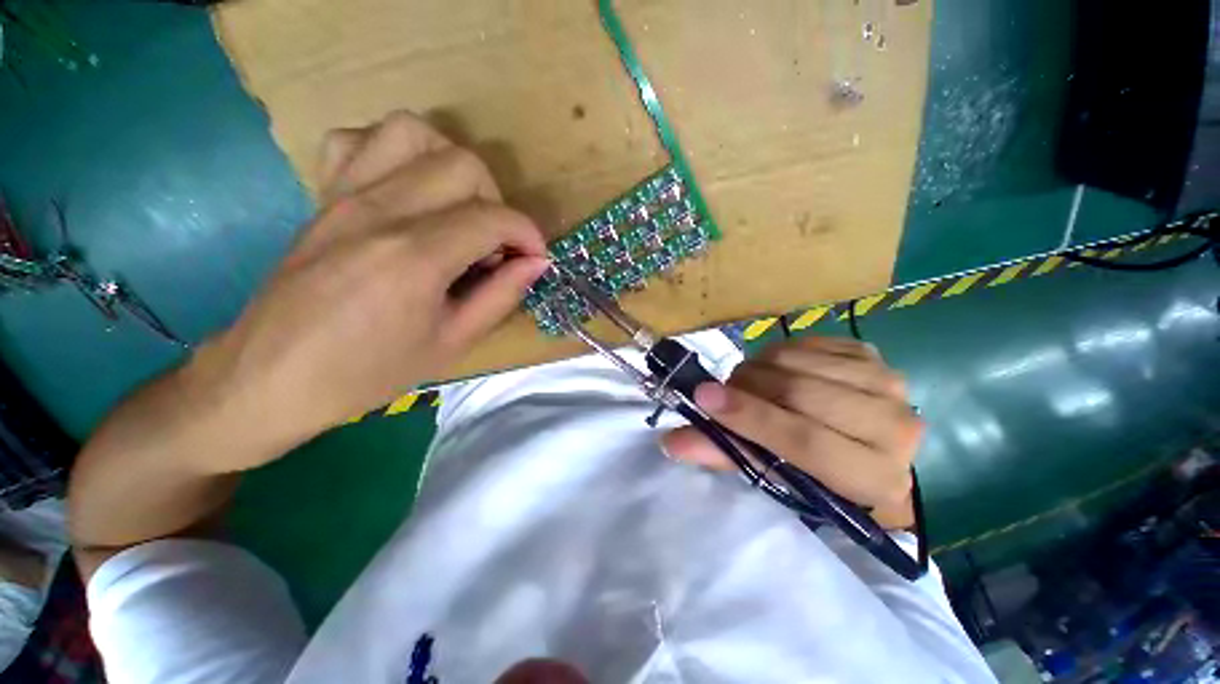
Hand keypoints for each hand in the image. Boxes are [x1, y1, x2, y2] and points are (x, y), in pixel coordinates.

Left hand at [190, 111, 549, 467]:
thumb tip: (536, 263)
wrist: (271, 378)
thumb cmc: (368, 372)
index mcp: (415, 257)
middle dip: (497, 203)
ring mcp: (344, 195)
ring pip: (413, 132)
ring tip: (458, 212)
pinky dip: (396, 154)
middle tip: (494, 247)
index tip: (535, 258)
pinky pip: (359, 139)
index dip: (528, 234)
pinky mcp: (323, 196)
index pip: (493, 217)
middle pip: (463, 164)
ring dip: (451, 166)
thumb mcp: (452, 343)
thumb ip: (501, 296)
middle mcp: (380, 210)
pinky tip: (408, 193)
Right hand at [661, 337, 922, 528]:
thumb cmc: (818, 474)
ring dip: (758, 368)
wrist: (868, 447)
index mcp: (871, 476)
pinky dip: (777, 354)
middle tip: (724, 390)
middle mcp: (893, 427)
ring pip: (798, 361)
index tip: (703, 397)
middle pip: (799, 392)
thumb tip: (672, 442)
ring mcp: (887, 382)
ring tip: (749, 383)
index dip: (749, 417)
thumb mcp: (773, 475)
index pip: (804, 440)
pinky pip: (804, 343)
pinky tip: (776, 371)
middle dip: (747, 386)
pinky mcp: (871, 354)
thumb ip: (725, 454)